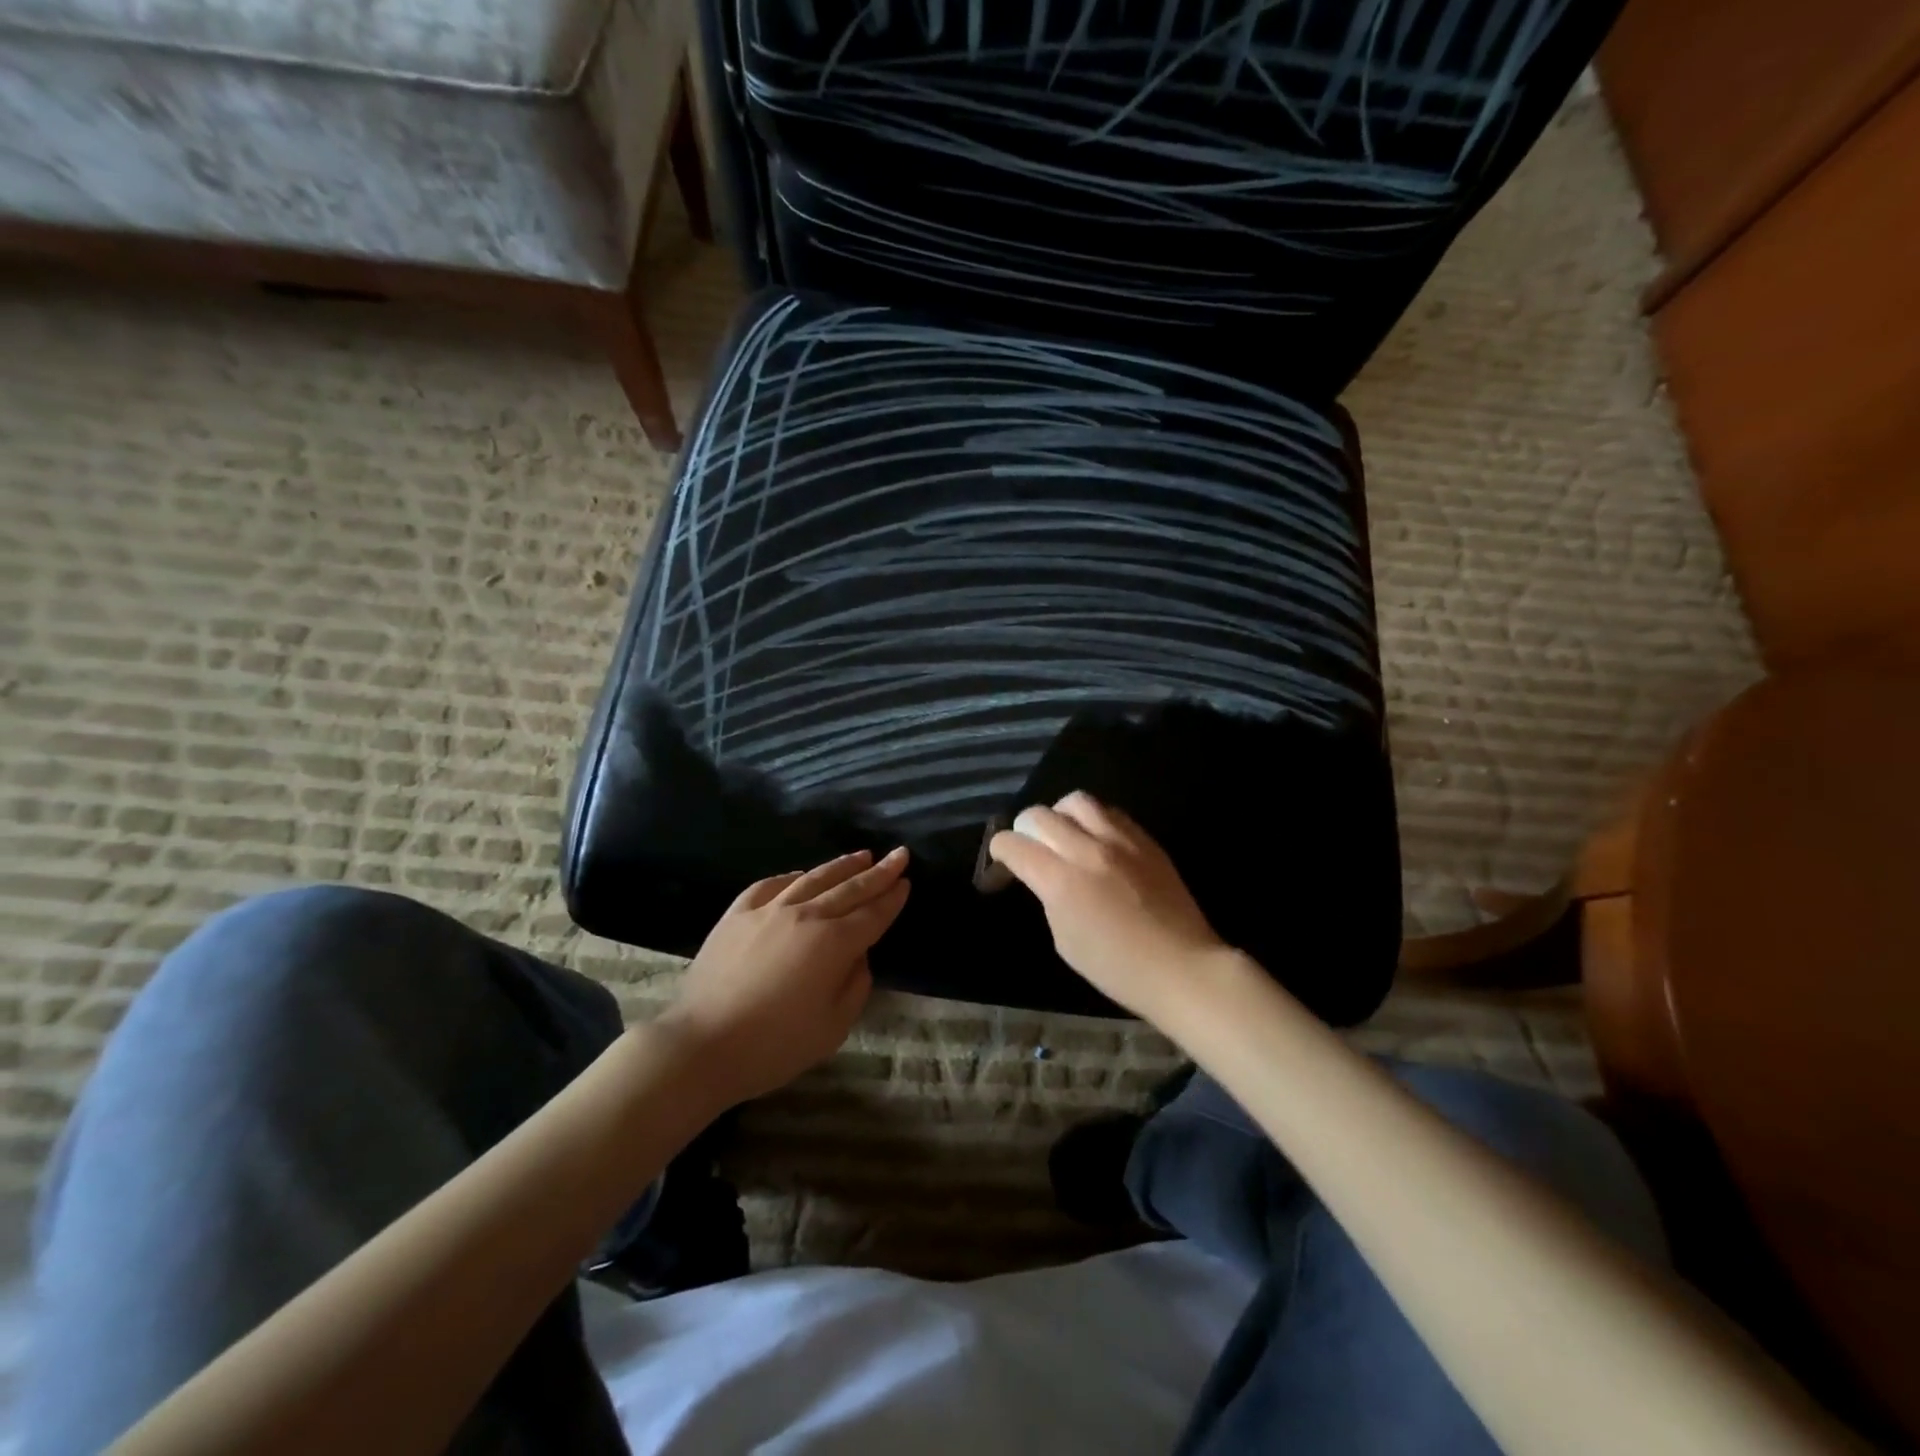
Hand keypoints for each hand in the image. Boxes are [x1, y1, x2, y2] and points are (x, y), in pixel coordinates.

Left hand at [660, 848, 909, 1105]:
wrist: (702, 1045)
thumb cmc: (774, 1045)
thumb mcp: (833, 1027)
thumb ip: (855, 986)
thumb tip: (857, 956)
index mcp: (833, 943)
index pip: (872, 913)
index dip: (892, 898)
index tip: (906, 881)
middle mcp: (805, 915)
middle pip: (849, 888)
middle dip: (878, 872)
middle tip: (899, 854)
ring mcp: (768, 910)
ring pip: (813, 878)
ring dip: (841, 866)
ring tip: (861, 855)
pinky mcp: (736, 915)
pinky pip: (770, 885)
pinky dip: (792, 876)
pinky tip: (801, 874)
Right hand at [989, 793, 1229, 1024]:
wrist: (1182, 967)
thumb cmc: (1117, 968)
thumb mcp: (1065, 940)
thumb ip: (1048, 896)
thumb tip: (1044, 876)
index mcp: (1061, 880)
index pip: (1014, 844)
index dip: (999, 852)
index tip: (1002, 865)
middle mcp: (1087, 849)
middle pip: (1039, 815)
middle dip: (1023, 829)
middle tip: (1028, 849)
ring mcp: (1120, 839)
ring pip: (1076, 801)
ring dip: (1059, 815)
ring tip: (1064, 835)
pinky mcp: (1145, 839)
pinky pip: (1110, 811)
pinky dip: (1093, 819)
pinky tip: (1096, 840)